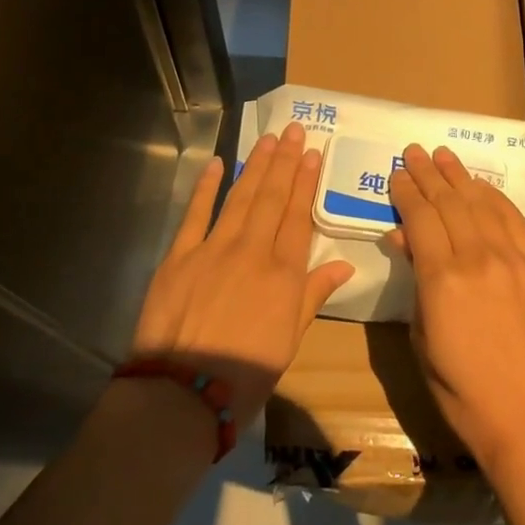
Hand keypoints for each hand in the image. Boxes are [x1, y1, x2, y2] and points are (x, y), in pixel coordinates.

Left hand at [130, 122, 354, 427]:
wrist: (183, 394)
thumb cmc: (246, 375)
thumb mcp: (290, 340)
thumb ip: (313, 296)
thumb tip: (344, 265)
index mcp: (283, 274)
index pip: (298, 216)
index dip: (305, 182)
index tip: (312, 153)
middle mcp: (252, 251)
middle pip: (272, 198)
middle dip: (285, 161)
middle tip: (293, 131)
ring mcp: (214, 249)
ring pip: (240, 197)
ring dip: (255, 166)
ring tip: (268, 140)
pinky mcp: (179, 256)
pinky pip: (195, 213)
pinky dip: (206, 186)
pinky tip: (217, 163)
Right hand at [389, 144, 524, 474]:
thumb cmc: (462, 389)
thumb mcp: (422, 337)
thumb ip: (416, 281)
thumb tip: (406, 239)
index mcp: (443, 278)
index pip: (420, 218)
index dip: (407, 192)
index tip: (397, 173)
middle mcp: (479, 258)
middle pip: (449, 203)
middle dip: (429, 174)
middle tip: (414, 152)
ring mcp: (515, 260)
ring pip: (482, 204)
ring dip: (460, 177)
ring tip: (444, 156)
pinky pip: (515, 221)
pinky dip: (496, 199)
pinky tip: (482, 186)